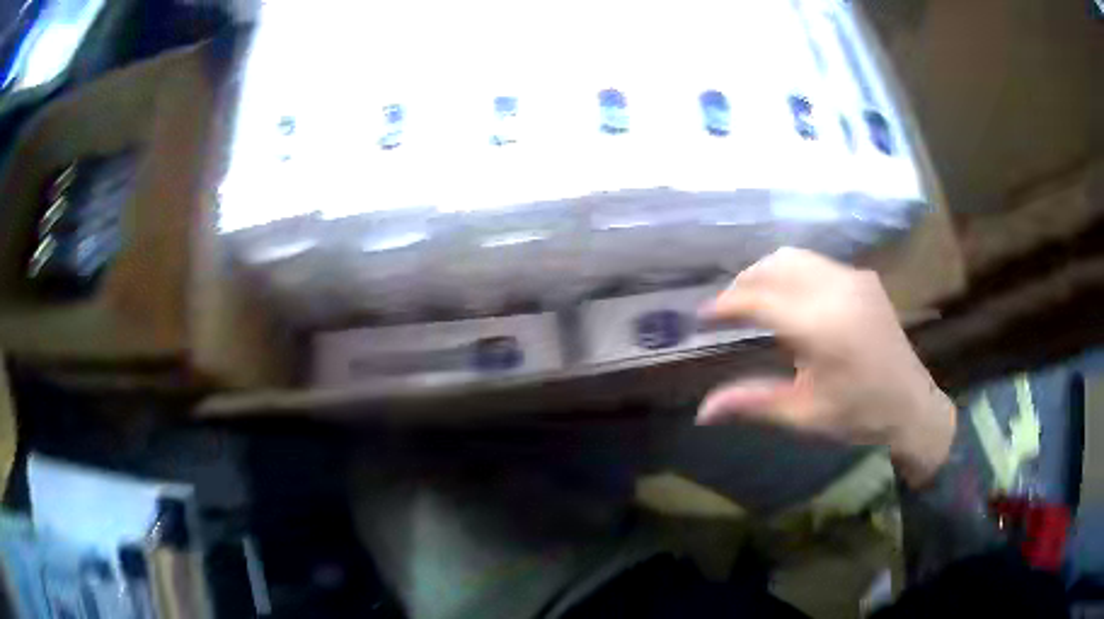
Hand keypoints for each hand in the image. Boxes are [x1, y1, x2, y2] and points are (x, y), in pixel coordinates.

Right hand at [697, 248, 955, 487]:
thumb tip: (702, 412)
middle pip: (775, 265)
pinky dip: (791, 272)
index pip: (759, 299)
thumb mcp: (802, 414)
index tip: (701, 317)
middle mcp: (837, 289)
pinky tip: (789, 298)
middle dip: (744, 282)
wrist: (911, 405)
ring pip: (796, 257)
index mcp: (821, 326)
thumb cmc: (857, 414)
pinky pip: (817, 263)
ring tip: (752, 299)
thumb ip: (751, 402)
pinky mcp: (864, 279)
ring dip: (766, 272)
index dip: (726, 305)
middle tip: (725, 309)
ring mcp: (853, 279)